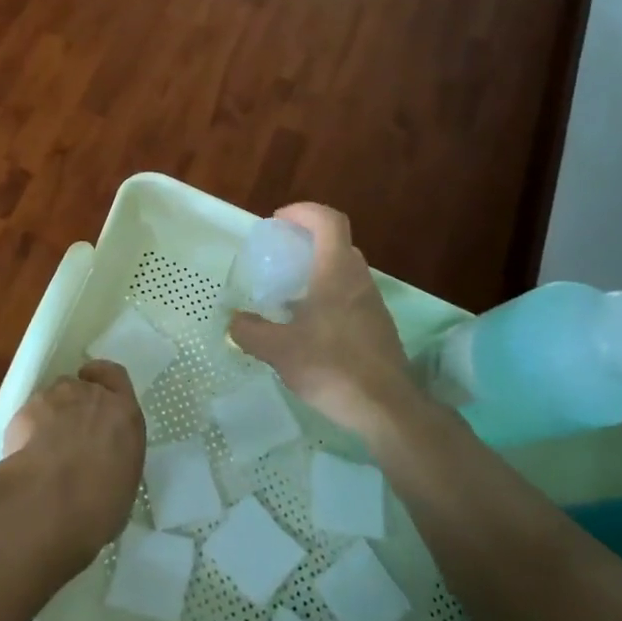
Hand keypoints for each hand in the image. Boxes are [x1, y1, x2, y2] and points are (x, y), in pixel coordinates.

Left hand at [1, 360, 145, 566]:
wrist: (51, 500)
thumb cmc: (99, 504)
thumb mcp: (123, 485)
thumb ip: (114, 461)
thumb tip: (103, 469)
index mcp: (125, 414)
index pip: (115, 376)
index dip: (104, 380)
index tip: (96, 389)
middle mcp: (92, 396)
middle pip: (82, 386)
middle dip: (76, 405)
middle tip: (71, 435)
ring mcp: (55, 398)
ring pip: (53, 397)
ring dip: (51, 415)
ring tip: (45, 449)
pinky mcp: (25, 410)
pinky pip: (29, 415)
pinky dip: (28, 429)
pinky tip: (25, 457)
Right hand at [229, 203, 417, 441]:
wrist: (387, 409)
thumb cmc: (332, 367)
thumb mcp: (278, 350)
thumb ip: (250, 331)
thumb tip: (234, 321)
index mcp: (336, 272)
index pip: (328, 220)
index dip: (303, 212)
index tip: (278, 221)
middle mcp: (359, 280)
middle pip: (337, 244)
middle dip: (307, 242)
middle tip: (280, 259)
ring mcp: (373, 305)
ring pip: (344, 273)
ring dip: (318, 273)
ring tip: (288, 298)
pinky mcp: (378, 328)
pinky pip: (350, 298)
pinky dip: (328, 299)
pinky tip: (308, 330)